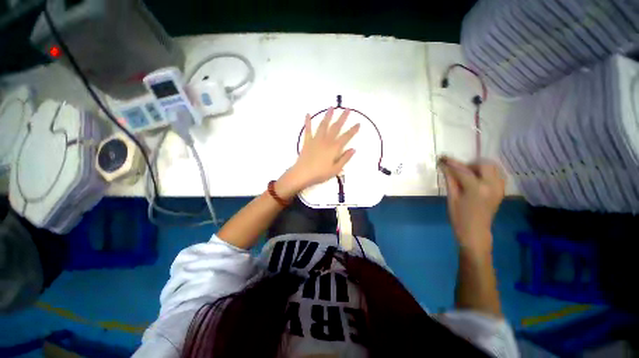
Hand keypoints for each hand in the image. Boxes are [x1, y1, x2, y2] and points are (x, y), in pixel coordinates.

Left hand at [276, 108, 359, 197]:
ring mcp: (316, 140)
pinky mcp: (307, 141)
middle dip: (342, 118)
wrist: (303, 174)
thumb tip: (353, 149)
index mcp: (334, 148)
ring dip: (328, 116)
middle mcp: (326, 141)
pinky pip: (308, 130)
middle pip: (336, 127)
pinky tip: (307, 114)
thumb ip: (345, 158)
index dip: (353, 130)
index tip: (358, 123)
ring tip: (331, 107)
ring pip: (323, 125)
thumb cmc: (320, 173)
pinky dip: (307, 122)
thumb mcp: (336, 169)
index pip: (346, 137)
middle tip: (347, 109)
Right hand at [439, 156, 504, 255]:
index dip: (452, 163)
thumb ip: (450, 180)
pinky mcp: (501, 191)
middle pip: (484, 164)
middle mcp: (492, 186)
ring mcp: (499, 188)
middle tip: (458, 170)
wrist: (475, 232)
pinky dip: (487, 173)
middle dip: (470, 164)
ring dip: (480, 168)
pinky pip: (496, 175)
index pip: (463, 170)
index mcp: (477, 189)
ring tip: (468, 175)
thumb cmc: (459, 217)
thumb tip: (444, 167)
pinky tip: (477, 179)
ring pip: (493, 168)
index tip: (443, 158)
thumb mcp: (452, 198)